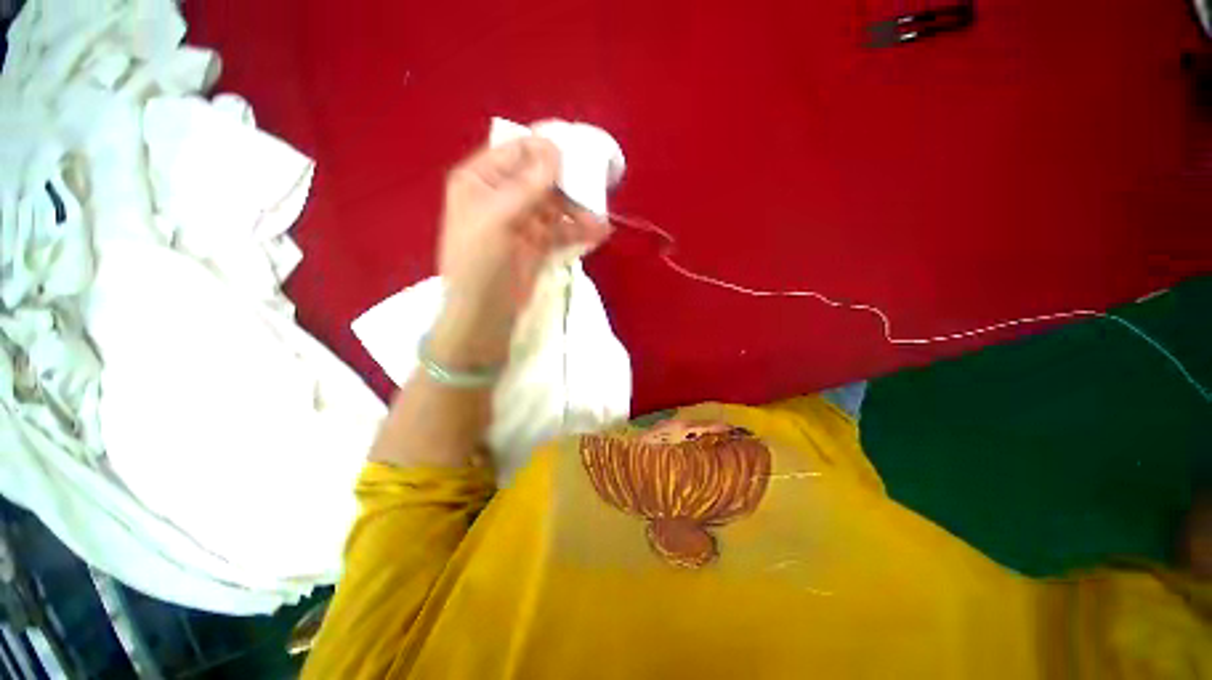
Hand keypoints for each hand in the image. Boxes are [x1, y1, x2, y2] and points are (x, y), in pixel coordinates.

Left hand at [432, 135, 609, 367]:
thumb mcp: (500, 219)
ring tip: (600, 222)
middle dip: (569, 183)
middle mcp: (501, 196)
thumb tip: (554, 146)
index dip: (547, 148)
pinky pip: (561, 230)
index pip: (517, 151)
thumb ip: (528, 184)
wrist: (485, 316)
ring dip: (578, 211)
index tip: (580, 151)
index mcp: (480, 180)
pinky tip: (598, 234)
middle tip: (598, 186)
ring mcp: (522, 221)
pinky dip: (579, 231)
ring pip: (555, 205)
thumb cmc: (482, 265)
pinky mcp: (538, 244)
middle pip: (541, 177)